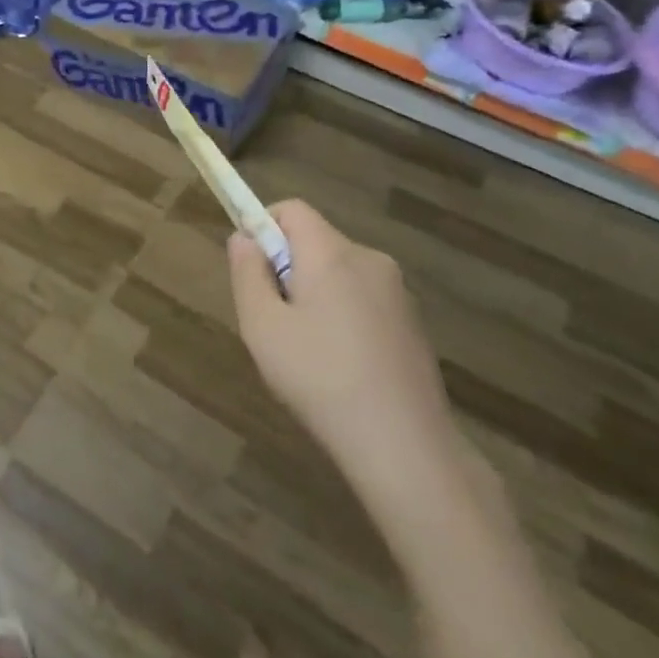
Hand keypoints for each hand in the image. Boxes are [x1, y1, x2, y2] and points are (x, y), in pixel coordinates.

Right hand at [228, 200, 460, 514]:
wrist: (406, 448)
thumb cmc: (320, 379)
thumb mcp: (262, 326)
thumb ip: (247, 273)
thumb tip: (244, 238)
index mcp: (332, 253)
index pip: (292, 209)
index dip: (263, 227)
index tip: (252, 271)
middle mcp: (370, 260)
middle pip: (315, 242)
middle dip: (287, 268)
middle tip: (273, 321)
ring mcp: (398, 293)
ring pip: (339, 274)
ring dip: (315, 295)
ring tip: (306, 353)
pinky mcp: (414, 325)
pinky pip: (363, 301)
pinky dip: (343, 318)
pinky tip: (340, 369)